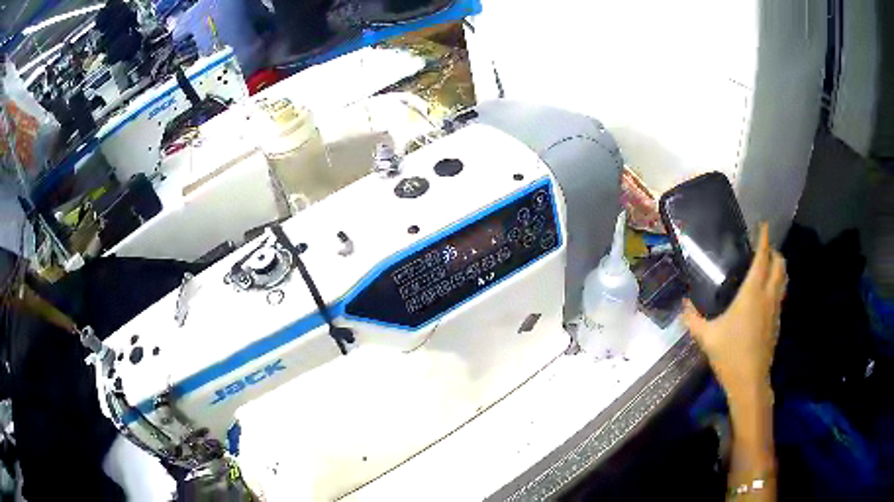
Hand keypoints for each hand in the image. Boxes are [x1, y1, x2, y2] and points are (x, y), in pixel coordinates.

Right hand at [683, 222, 785, 405]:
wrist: (750, 381)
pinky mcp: (777, 323)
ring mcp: (775, 310)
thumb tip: (683, 305)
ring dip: (778, 268)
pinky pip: (780, 295)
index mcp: (753, 292)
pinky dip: (776, 286)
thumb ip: (693, 319)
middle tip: (763, 250)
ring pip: (783, 280)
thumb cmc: (730, 354)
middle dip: (774, 252)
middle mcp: (768, 296)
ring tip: (767, 268)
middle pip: (780, 264)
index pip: (763, 257)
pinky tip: (764, 297)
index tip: (763, 224)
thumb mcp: (706, 336)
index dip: (764, 238)